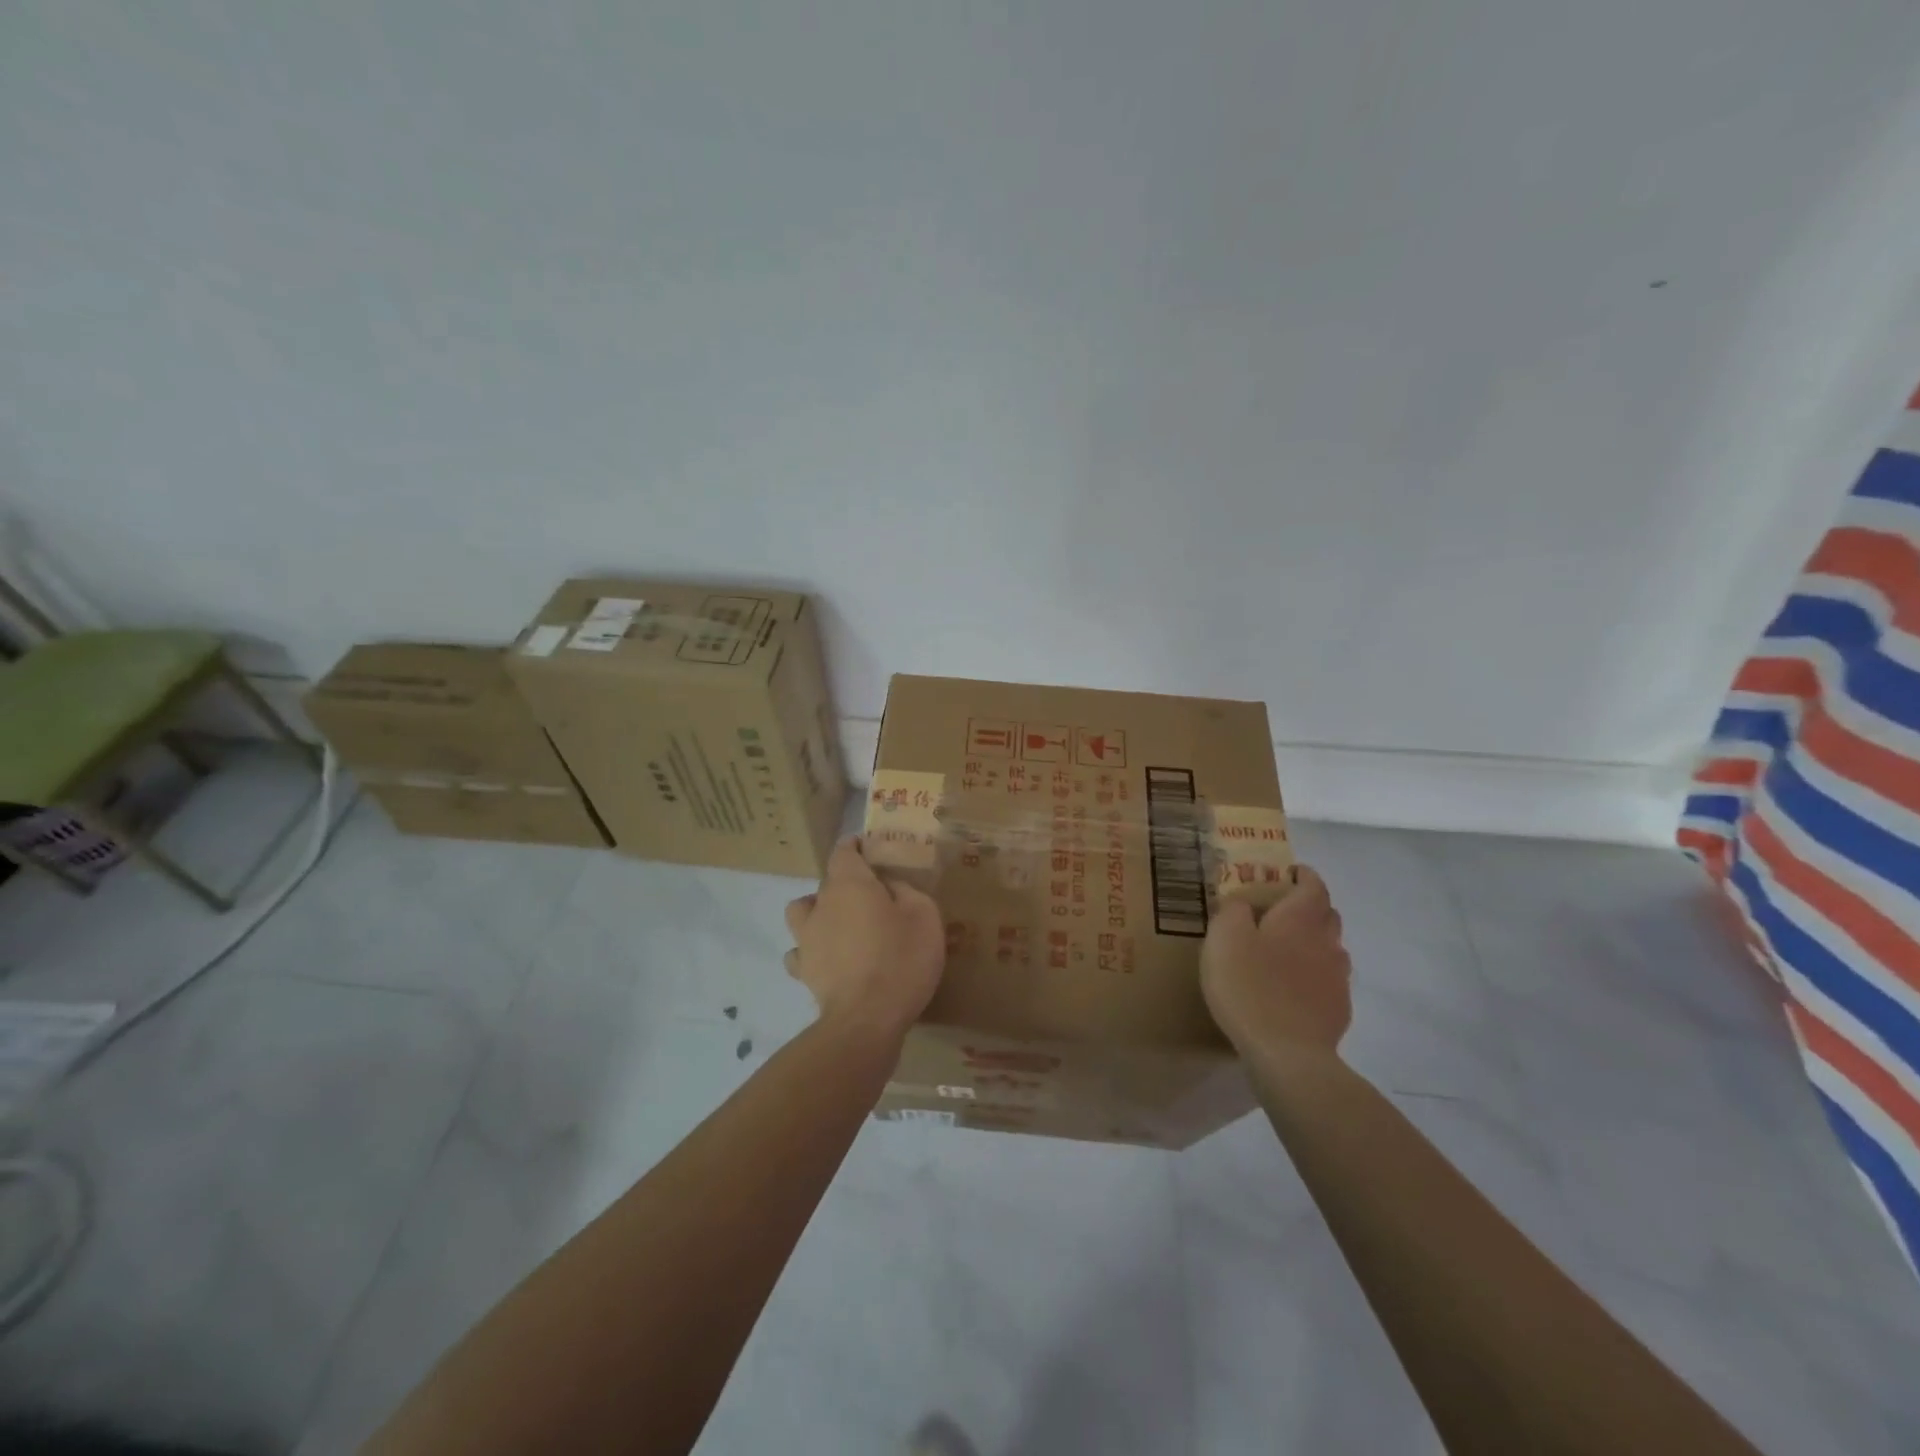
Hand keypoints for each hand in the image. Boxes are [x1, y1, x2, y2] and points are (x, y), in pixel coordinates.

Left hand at [785, 837, 945, 1038]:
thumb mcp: (924, 916)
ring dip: (816, 913)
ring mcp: (806, 940)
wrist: (866, 1020)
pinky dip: (812, 953)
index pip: (843, 851)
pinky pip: (800, 953)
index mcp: (849, 885)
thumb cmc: (900, 959)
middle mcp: (821, 905)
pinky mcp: (804, 972)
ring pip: (801, 913)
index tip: (868, 849)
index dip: (855, 847)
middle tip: (872, 898)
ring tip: (840, 926)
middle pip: (826, 883)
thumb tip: (890, 887)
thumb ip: (907, 892)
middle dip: (845, 884)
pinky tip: (829, 961)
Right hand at [1201, 865, 1351, 1060]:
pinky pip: (1328, 981)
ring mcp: (1337, 978)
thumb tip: (1242, 901)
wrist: (1287, 1053)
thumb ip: (1232, 910)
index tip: (1288, 872)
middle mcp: (1326, 942)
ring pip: (1330, 948)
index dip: (1302, 875)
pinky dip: (1313, 976)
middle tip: (1279, 911)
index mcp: (1301, 918)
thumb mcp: (1224, 937)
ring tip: (1284, 952)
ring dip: (1312, 942)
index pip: (1313, 885)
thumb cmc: (1249, 985)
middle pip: (1327, 914)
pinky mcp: (1338, 1010)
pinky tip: (1292, 989)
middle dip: (1308, 907)